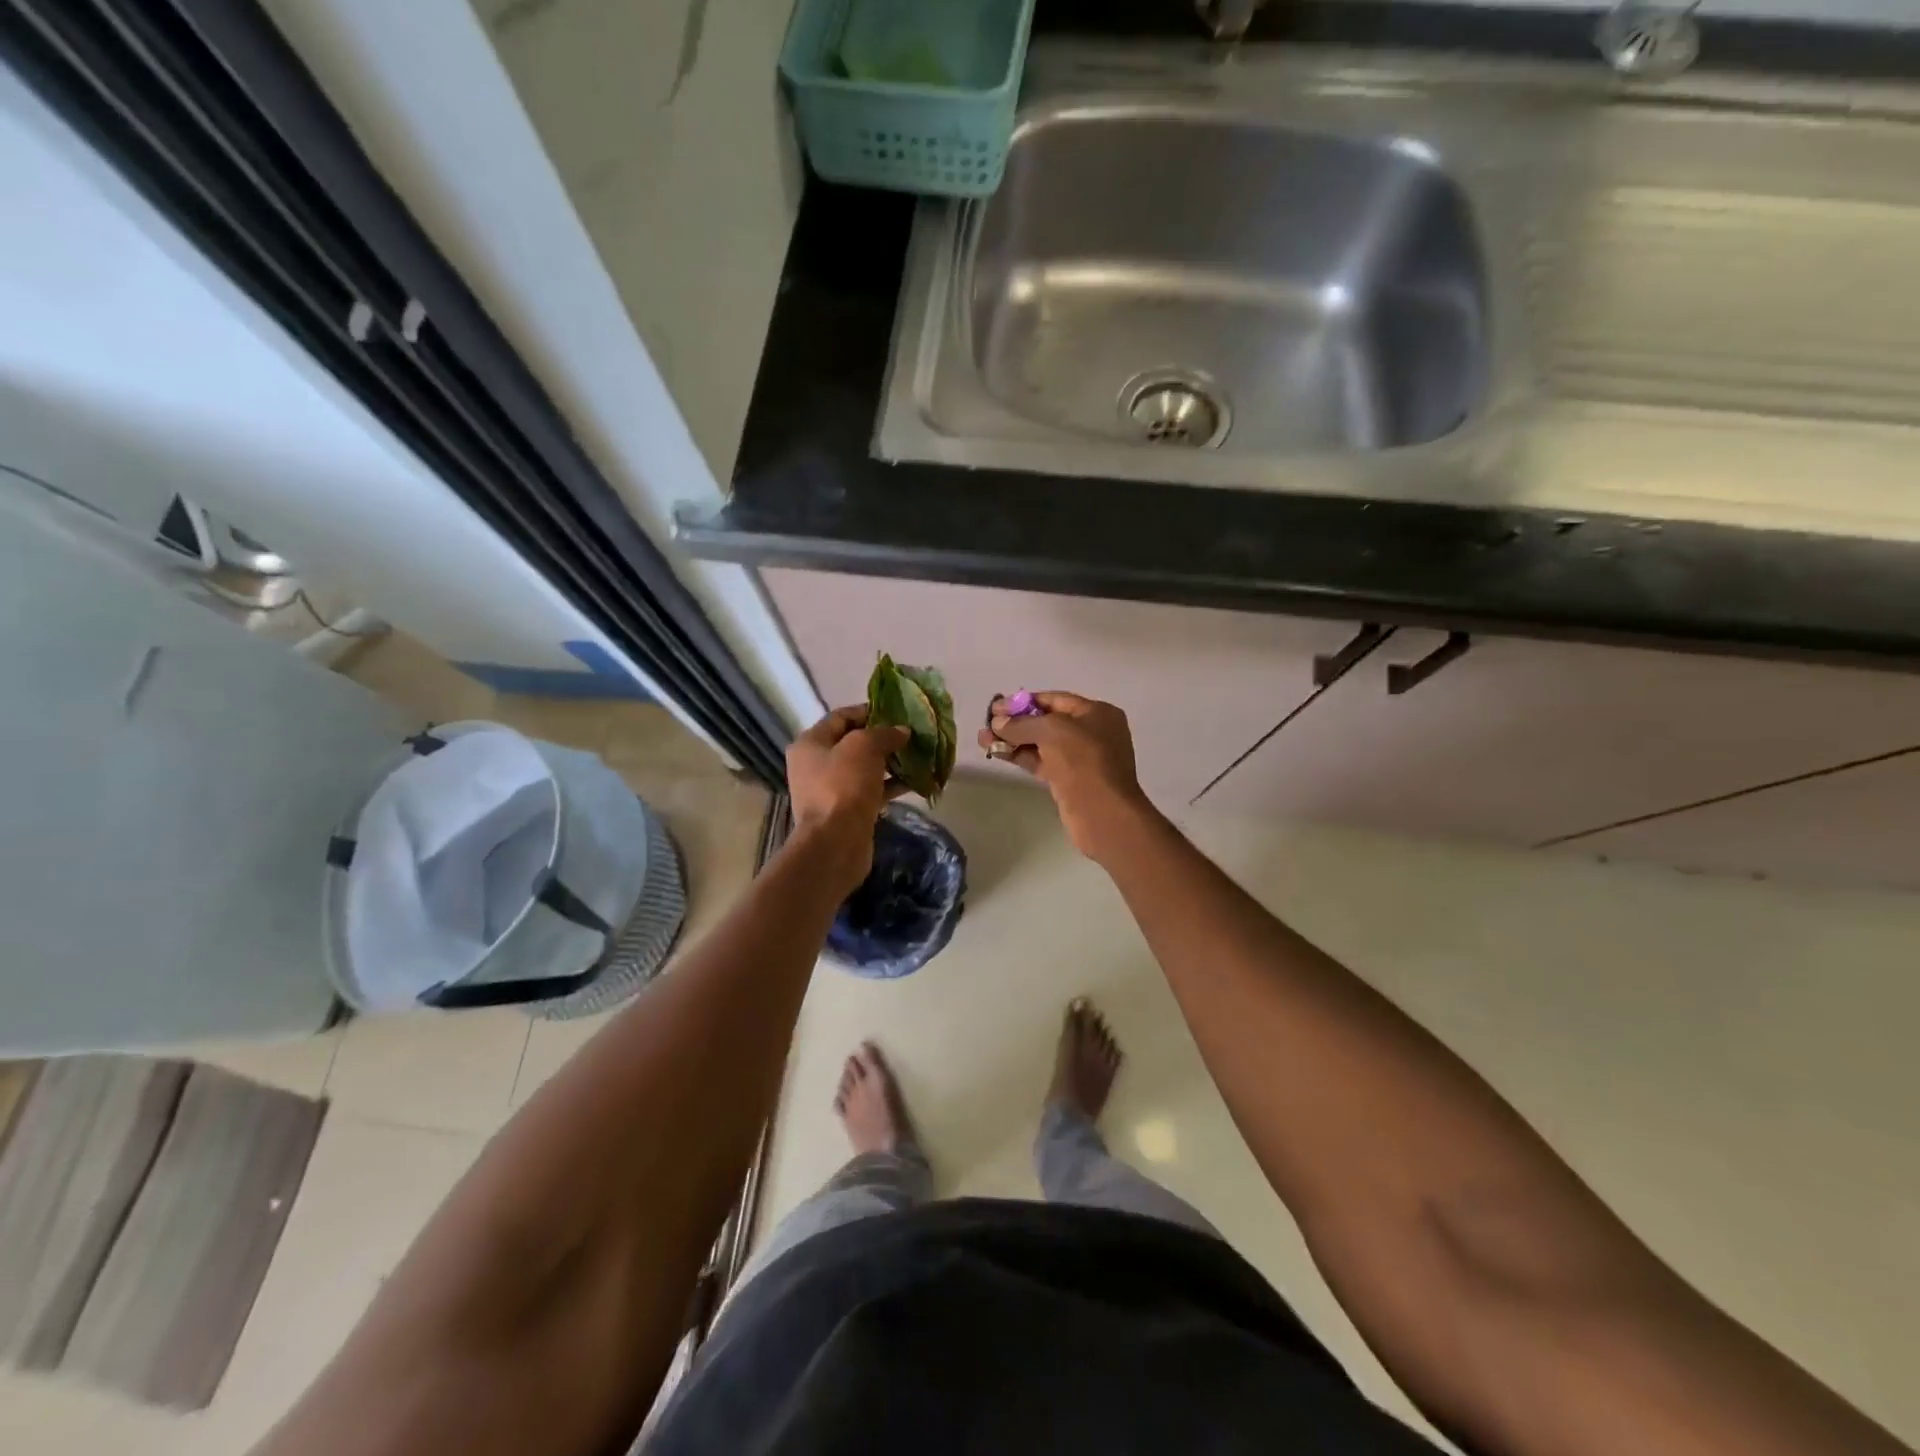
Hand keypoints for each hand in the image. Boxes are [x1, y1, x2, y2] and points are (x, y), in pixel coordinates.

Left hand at [788, 705, 907, 889]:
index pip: (841, 716)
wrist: (835, 842)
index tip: (897, 712)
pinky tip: (915, 781)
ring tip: (918, 756)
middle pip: (853, 742)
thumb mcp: (864, 747)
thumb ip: (884, 733)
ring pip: (865, 768)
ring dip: (890, 762)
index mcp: (810, 743)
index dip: (869, 711)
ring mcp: (830, 789)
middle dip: (883, 738)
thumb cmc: (843, 786)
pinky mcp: (847, 810)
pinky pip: (871, 790)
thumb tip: (901, 731)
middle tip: (910, 735)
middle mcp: (816, 764)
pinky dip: (890, 784)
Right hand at [979, 692, 1155, 860]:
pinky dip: (1021, 756)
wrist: (1103, 813)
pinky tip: (998, 753)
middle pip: (1047, 721)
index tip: (996, 708)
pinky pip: (1041, 761)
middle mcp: (1091, 732)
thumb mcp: (1052, 731)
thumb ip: (1022, 724)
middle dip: (1016, 722)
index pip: (1055, 700)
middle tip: (987, 725)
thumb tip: (997, 723)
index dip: (1024, 702)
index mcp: (1097, 713)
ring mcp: (1080, 758)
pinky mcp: (1068, 780)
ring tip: (983, 739)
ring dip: (1013, 740)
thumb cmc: (1084, 761)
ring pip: (1041, 743)